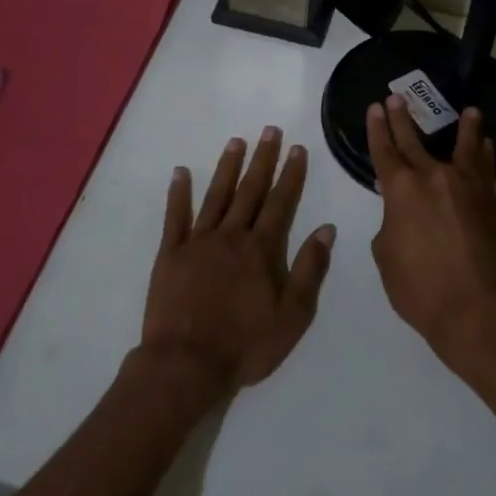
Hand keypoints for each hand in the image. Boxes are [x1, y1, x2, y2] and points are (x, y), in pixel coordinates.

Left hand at [140, 127, 335, 396]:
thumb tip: (326, 229)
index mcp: (261, 250)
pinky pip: (174, 217)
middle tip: (270, 131)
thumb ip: (309, 270)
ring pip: (216, 196)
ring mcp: (197, 242)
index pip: (281, 203)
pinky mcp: (169, 254)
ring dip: (227, 167)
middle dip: (262, 160)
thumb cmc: (244, 345)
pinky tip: (181, 172)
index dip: (290, 175)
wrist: (185, 365)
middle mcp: (231, 236)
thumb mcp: (292, 316)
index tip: (297, 149)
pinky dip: (178, 193)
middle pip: (250, 191)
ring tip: (236, 141)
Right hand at [366, 96, 495, 372]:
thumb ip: (390, 224)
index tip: (376, 108)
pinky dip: (484, 154)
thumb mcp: (386, 255)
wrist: (475, 308)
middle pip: (416, 142)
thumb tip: (402, 212)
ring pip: (464, 148)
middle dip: (404, 119)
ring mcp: (467, 187)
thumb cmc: (419, 288)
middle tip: (398, 98)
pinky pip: (485, 169)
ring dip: (465, 128)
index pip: (385, 151)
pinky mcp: (491, 201)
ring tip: (469, 111)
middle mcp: (434, 178)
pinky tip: (486, 145)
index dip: (378, 129)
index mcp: (401, 190)